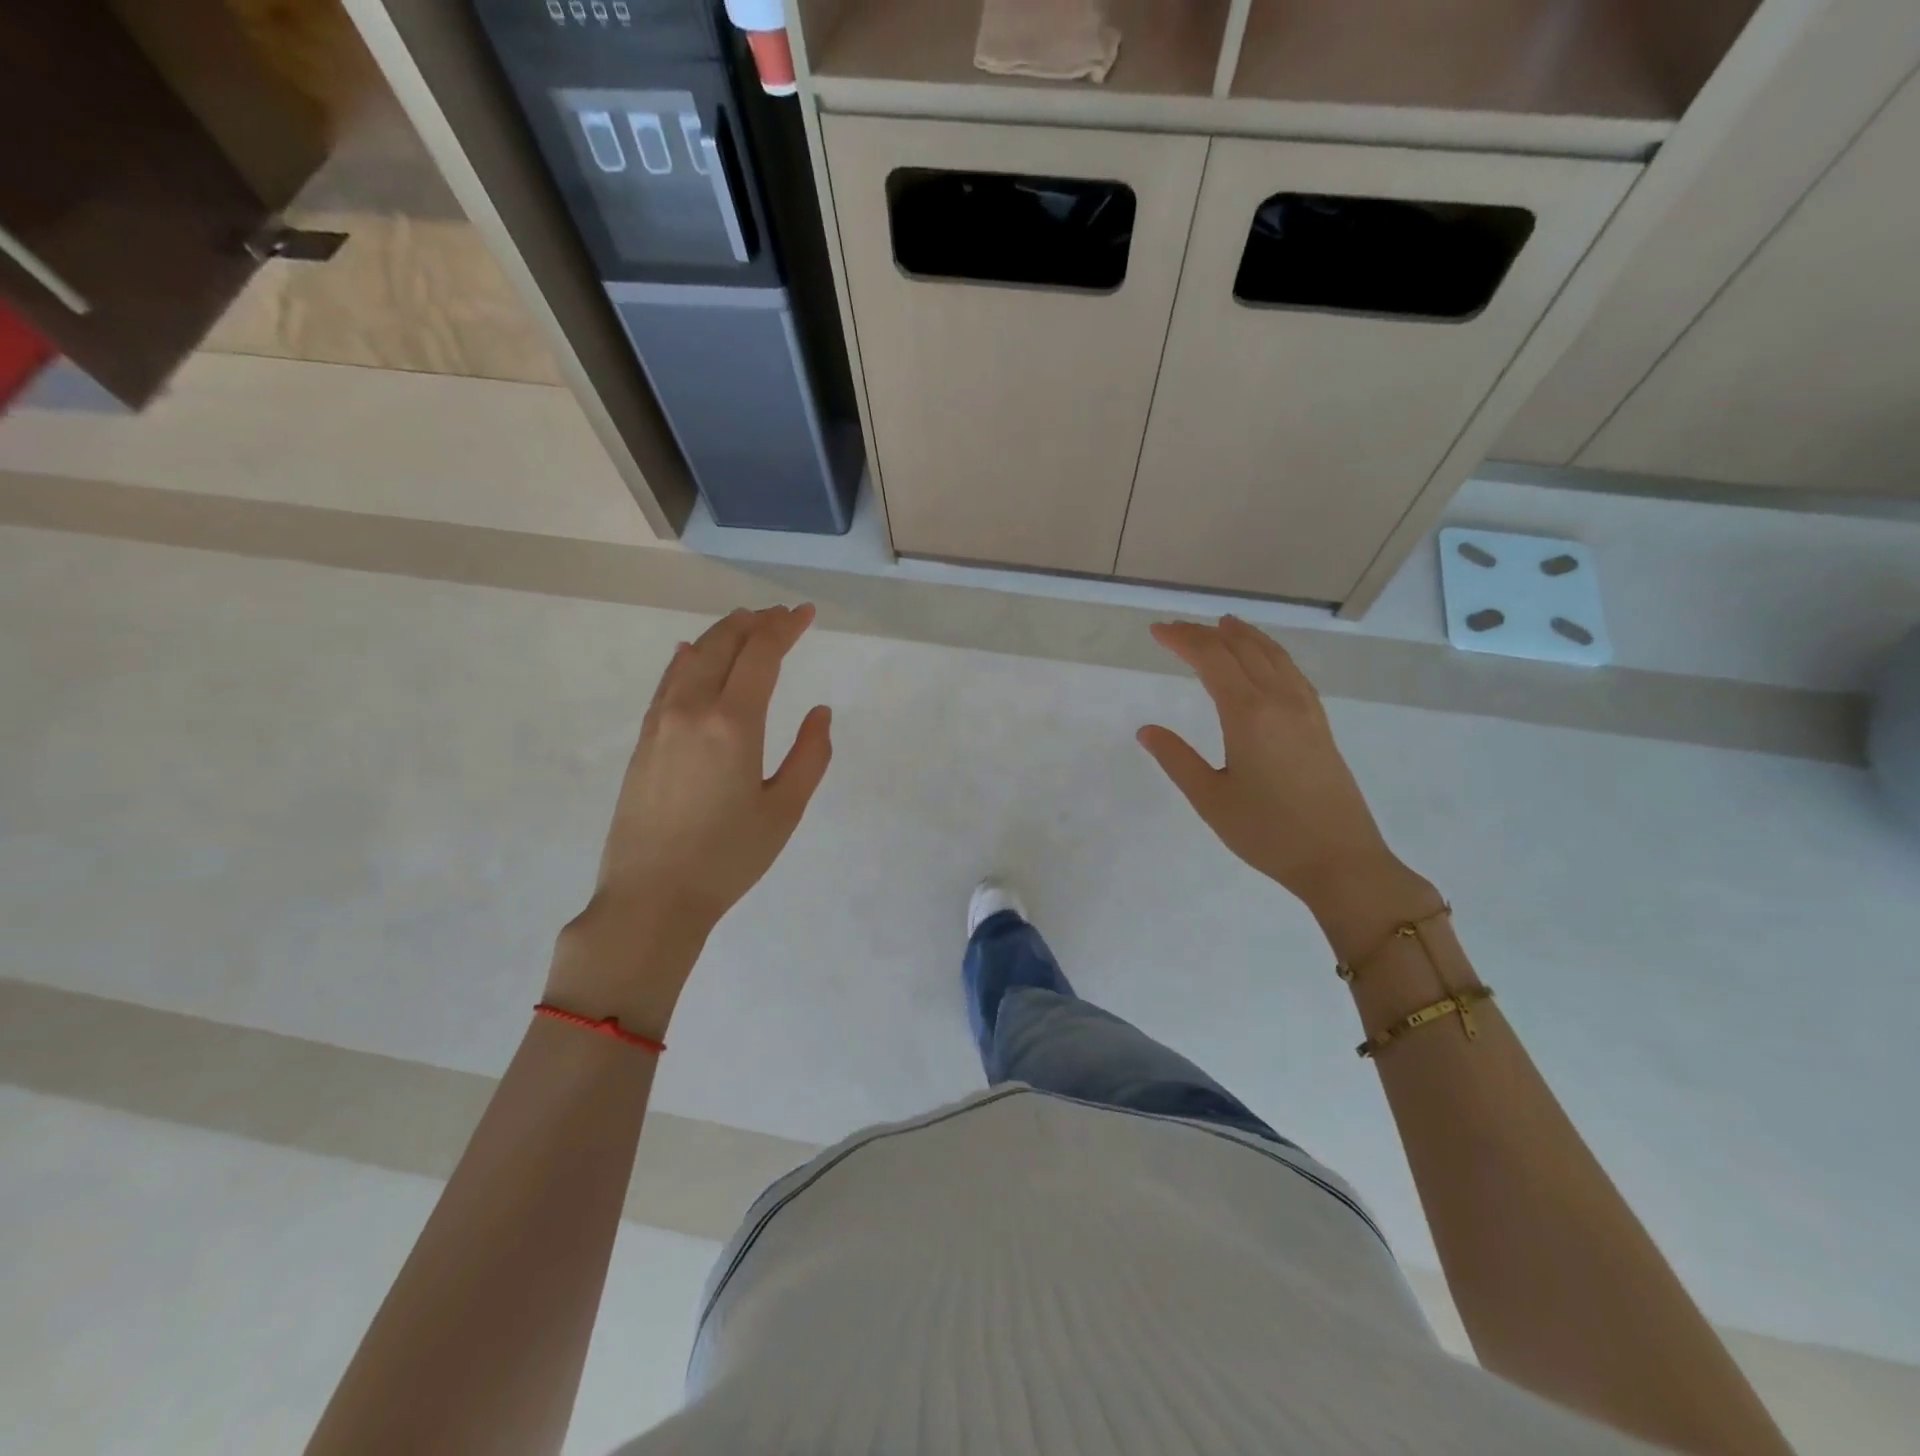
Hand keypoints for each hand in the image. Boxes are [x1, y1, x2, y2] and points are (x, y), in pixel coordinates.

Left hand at [547, 605, 831, 1029]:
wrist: (651, 898)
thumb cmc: (728, 859)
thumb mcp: (785, 811)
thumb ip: (810, 755)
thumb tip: (819, 712)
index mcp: (733, 724)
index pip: (761, 654)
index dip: (785, 627)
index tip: (805, 613)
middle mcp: (692, 709)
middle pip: (723, 644)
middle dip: (755, 622)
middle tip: (781, 616)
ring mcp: (660, 722)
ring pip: (692, 657)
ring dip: (723, 635)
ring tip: (746, 625)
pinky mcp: (644, 740)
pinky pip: (668, 681)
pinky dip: (688, 658)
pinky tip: (693, 653)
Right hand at [1138, 616, 1433, 932]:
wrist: (1340, 860)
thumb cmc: (1268, 833)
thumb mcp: (1210, 799)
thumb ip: (1176, 759)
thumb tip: (1147, 730)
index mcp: (1248, 714)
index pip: (1211, 659)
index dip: (1182, 640)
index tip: (1157, 631)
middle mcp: (1280, 700)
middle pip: (1241, 649)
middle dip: (1206, 633)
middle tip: (1177, 629)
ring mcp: (1306, 710)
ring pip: (1273, 655)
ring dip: (1244, 636)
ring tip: (1222, 625)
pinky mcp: (1320, 724)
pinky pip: (1291, 671)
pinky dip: (1270, 653)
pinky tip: (1265, 661)